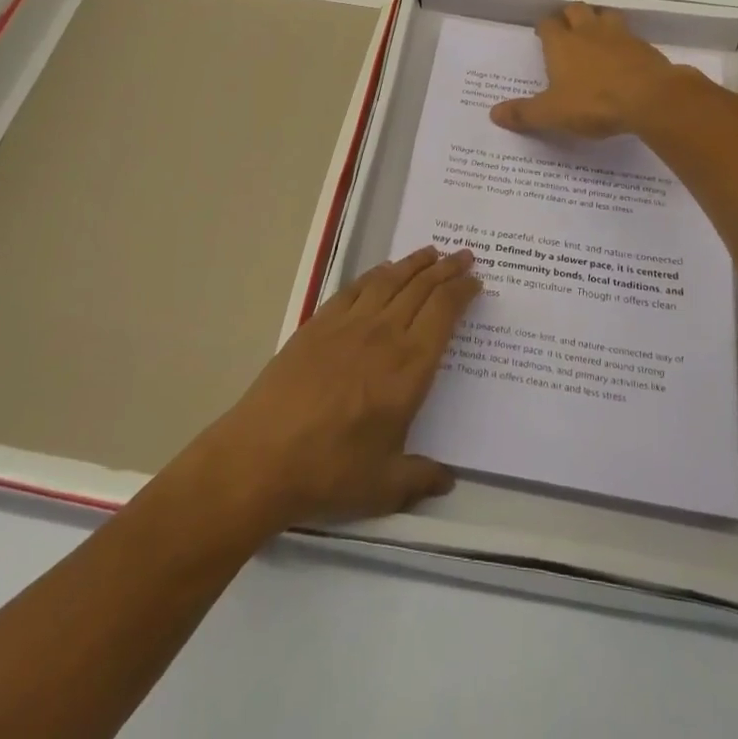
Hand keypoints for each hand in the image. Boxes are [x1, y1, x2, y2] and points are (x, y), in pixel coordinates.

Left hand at [191, 247, 480, 531]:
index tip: (475, 281)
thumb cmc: (330, 471)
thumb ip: (421, 478)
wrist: (262, 456)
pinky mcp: (319, 323)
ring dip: (415, 263)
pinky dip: (376, 274)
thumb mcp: (385, 487)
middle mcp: (385, 335)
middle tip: (464, 256)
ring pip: (391, 280)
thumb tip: (448, 480)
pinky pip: (356, 287)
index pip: (444, 313)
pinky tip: (384, 271)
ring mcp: (349, 324)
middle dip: (447, 269)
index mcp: (409, 368)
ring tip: (431, 252)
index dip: (463, 292)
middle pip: (422, 288)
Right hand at [489, 2, 689, 137]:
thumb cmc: (594, 102)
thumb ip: (524, 114)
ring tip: (596, 35)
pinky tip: (624, 56)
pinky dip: (624, 41)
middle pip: (576, 9)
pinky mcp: (644, 47)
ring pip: (606, 14)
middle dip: (570, 16)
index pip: (547, 23)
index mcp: (562, 43)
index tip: (542, 35)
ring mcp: (620, 35)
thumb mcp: (552, 114)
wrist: (650, 98)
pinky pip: (630, 35)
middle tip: (567, 31)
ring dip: (599, 20)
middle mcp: (588, 31)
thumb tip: (493, 114)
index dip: (544, 27)